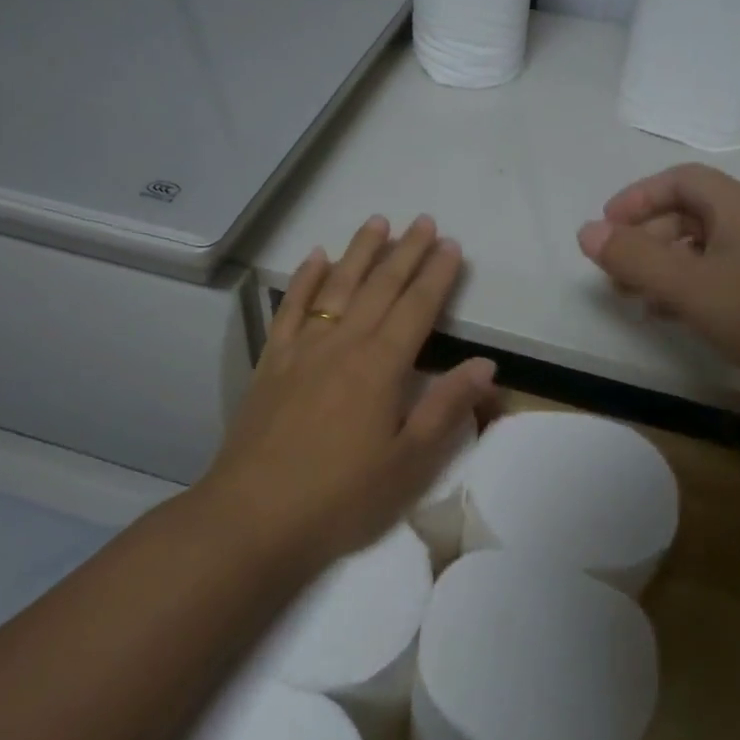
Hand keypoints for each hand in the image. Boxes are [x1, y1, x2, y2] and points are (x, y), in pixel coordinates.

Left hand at [204, 215, 496, 563]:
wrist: (252, 518)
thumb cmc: (341, 497)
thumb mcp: (408, 463)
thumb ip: (446, 408)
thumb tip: (486, 365)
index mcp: (380, 367)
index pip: (417, 308)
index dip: (437, 275)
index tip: (451, 246)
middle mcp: (342, 345)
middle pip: (379, 287)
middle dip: (405, 252)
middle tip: (424, 222)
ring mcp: (302, 350)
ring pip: (337, 287)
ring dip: (359, 252)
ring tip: (377, 222)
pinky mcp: (271, 363)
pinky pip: (290, 309)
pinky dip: (305, 279)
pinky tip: (315, 258)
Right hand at [577, 164, 739, 426]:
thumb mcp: (689, 286)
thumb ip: (634, 258)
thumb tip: (586, 232)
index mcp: (738, 207)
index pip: (680, 180)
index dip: (638, 197)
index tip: (607, 226)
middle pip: (687, 213)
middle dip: (644, 237)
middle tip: (615, 271)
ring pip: (700, 247)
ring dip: (661, 265)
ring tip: (632, 296)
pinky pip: (717, 274)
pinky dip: (686, 286)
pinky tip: (667, 314)